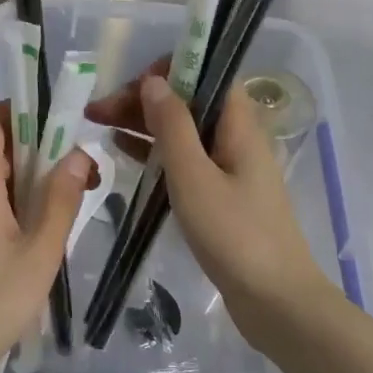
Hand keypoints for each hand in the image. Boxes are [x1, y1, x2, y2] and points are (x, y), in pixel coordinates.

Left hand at [0, 102, 91, 372]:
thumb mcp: (40, 252)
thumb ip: (61, 200)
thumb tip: (78, 154)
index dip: (18, 110)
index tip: (57, 122)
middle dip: (37, 148)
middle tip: (78, 168)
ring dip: (29, 179)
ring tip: (69, 199)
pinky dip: (16, 203)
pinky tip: (42, 231)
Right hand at [86, 72, 336, 348]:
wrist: (276, 302)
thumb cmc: (235, 235)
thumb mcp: (194, 177)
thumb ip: (172, 127)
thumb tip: (154, 81)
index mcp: (239, 124)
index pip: (206, 74)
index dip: (168, 70)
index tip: (131, 87)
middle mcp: (235, 138)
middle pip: (188, 102)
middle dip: (143, 100)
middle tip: (96, 111)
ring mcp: (228, 168)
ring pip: (182, 132)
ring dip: (143, 124)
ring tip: (98, 126)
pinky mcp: (220, 196)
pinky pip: (183, 161)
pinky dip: (154, 153)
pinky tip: (123, 152)